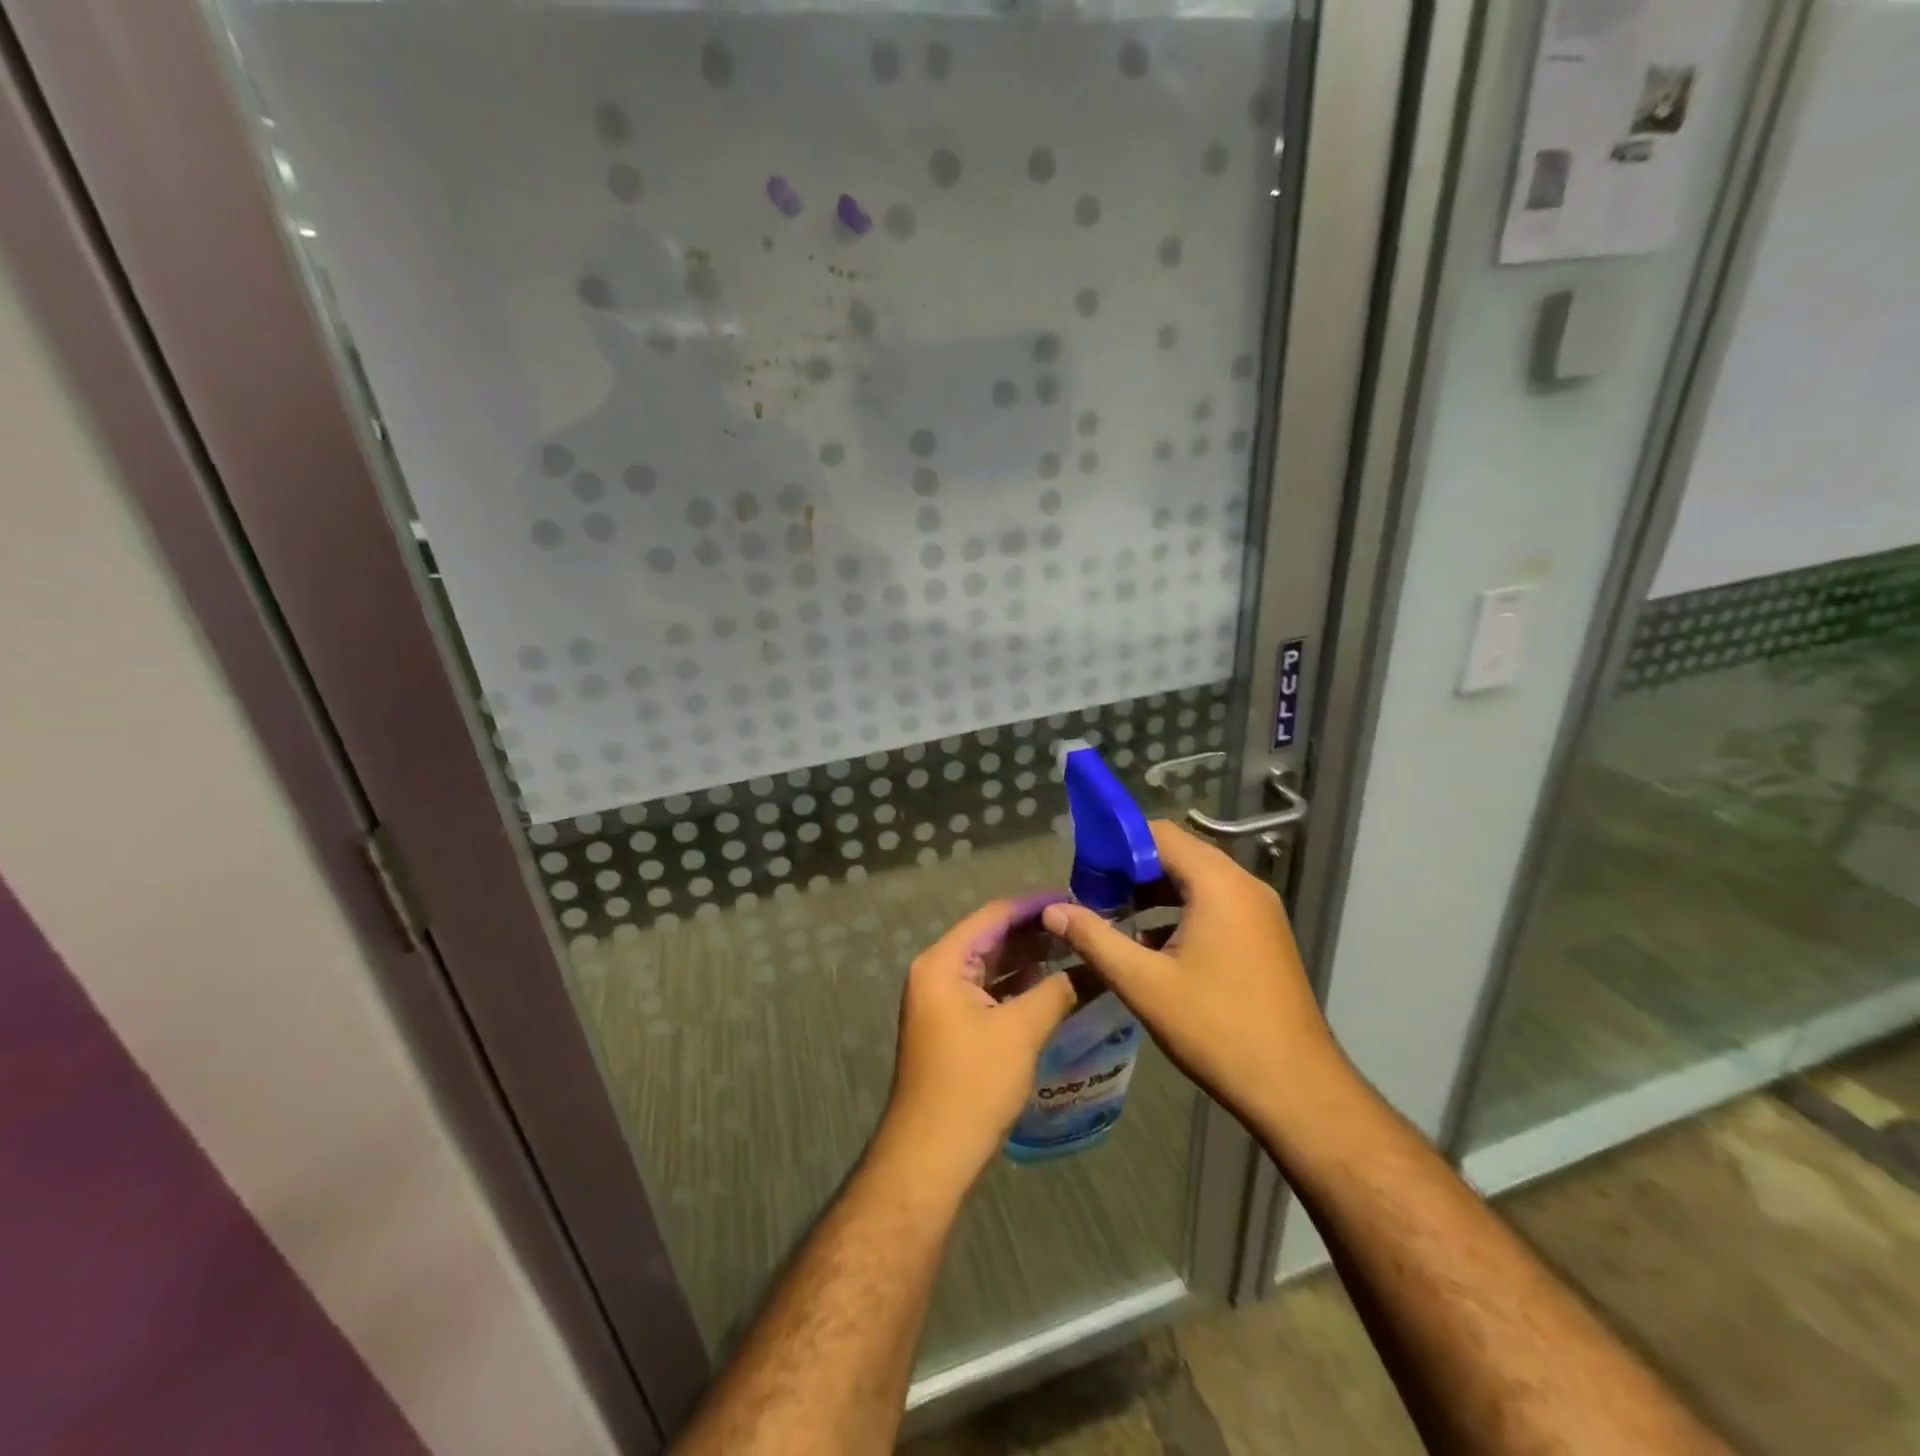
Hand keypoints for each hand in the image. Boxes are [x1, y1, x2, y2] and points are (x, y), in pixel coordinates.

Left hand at [879, 897, 1078, 1192]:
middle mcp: (937, 973)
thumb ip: (1057, 992)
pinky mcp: (952, 1026)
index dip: (1034, 905)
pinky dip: (1017, 986)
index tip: (1075, 899)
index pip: (993, 916)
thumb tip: (1092, 968)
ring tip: (1074, 950)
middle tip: (1081, 925)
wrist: (932, 1155)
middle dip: (1034, 932)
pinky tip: (1051, 985)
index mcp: (943, 963)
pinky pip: (988, 991)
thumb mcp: (1021, 1032)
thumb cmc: (973, 1085)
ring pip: (991, 966)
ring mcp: (942, 1001)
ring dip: (1028, 959)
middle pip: (991, 938)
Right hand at [1042, 821, 1341, 1134]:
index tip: (1085, 870)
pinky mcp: (1263, 935)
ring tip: (1114, 917)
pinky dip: (1180, 912)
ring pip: (1196, 881)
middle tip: (1093, 895)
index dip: (1118, 845)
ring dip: (1154, 893)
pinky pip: (1214, 904)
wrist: (1296, 1089)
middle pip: (1179, 854)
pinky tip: (1151, 944)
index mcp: (1218, 884)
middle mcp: (1244, 885)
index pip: (1160, 834)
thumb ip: (1094, 938)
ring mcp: (1259, 911)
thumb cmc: (1216, 1029)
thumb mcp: (1143, 983)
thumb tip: (1051, 911)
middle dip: (1132, 870)